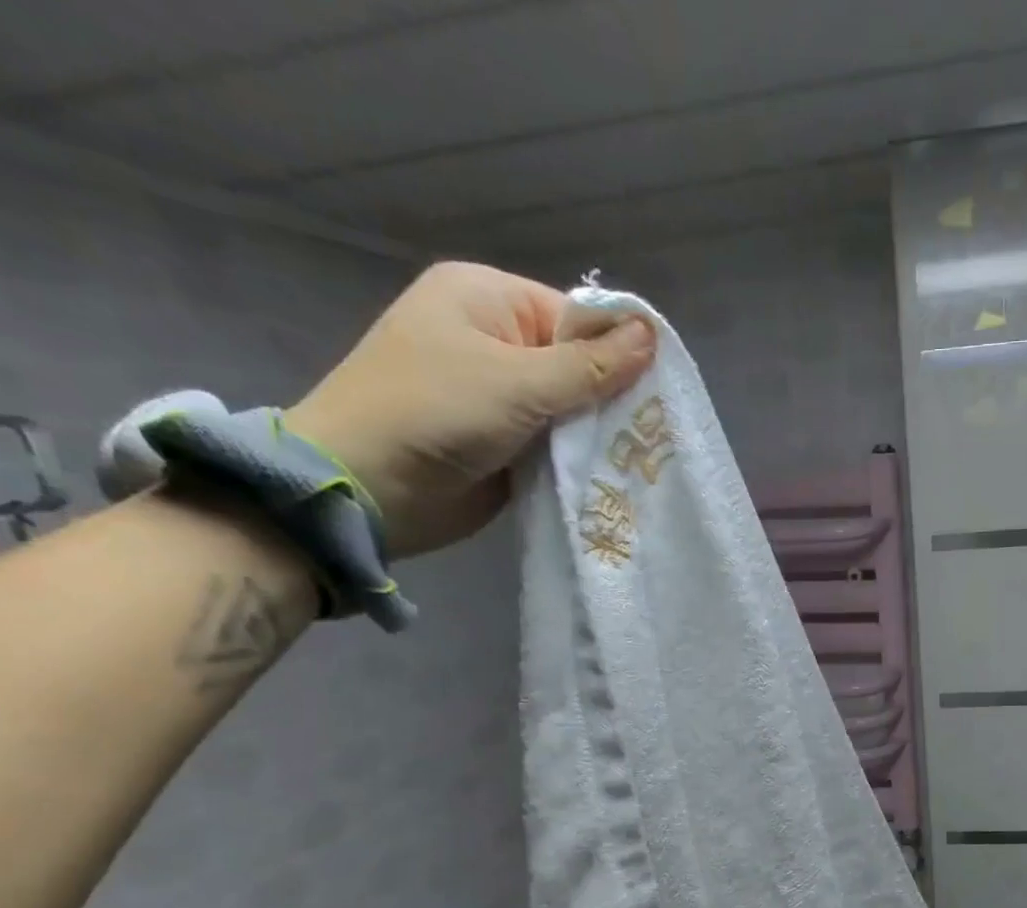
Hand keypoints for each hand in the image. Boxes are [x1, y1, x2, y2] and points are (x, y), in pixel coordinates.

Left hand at [285, 261, 655, 558]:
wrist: (369, 488)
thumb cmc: (436, 412)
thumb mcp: (520, 382)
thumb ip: (591, 366)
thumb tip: (652, 334)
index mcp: (487, 299)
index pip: (576, 316)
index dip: (619, 351)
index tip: (658, 393)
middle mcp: (495, 341)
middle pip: (578, 364)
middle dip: (613, 399)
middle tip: (654, 433)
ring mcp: (500, 397)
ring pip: (572, 410)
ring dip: (600, 435)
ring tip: (643, 459)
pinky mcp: (506, 444)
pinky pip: (557, 444)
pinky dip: (581, 459)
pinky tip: (615, 474)